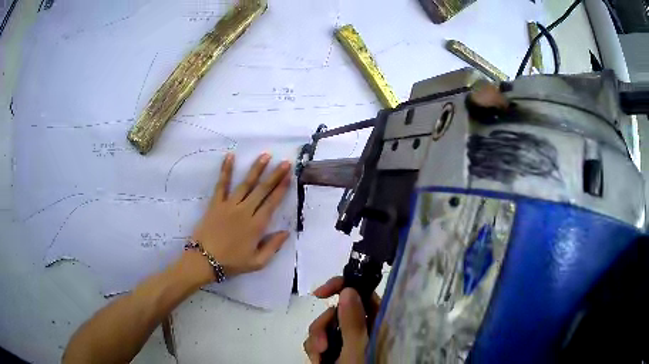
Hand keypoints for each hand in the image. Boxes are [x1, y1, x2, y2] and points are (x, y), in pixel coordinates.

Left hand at [191, 152, 291, 277]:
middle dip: (275, 175)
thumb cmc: (231, 262)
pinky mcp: (216, 203)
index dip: (282, 189)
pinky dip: (226, 170)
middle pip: (262, 190)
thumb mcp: (257, 262)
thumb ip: (273, 247)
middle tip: (285, 162)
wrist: (204, 260)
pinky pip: (222, 184)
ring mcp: (229, 205)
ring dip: (256, 169)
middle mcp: (245, 211)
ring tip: (265, 155)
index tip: (290, 176)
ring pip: (246, 184)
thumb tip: (286, 232)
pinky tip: (230, 156)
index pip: (272, 203)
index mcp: (256, 226)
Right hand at [304, 277, 380, 363]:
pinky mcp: (336, 348)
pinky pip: (319, 339)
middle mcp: (363, 328)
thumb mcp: (358, 350)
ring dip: (316, 340)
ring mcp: (348, 339)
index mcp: (377, 322)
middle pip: (337, 311)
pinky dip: (315, 349)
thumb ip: (354, 322)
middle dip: (323, 325)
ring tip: (319, 358)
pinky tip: (318, 361)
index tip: (321, 293)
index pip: (362, 293)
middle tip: (321, 344)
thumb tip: (349, 290)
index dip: (342, 286)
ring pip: (325, 325)